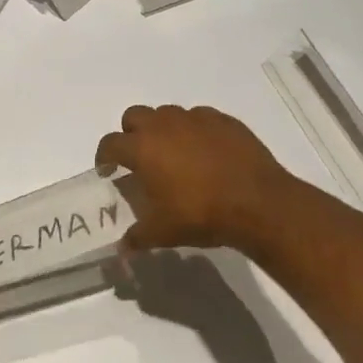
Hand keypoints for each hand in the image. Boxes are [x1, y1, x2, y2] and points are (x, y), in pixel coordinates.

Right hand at [96, 105, 293, 255]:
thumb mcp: (163, 232)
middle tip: (140, 157)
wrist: (258, 203)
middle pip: (135, 116)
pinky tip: (205, 152)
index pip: (110, 143)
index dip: (104, 156)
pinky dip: (195, 131)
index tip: (107, 169)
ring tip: (174, 154)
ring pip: (168, 114)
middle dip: (131, 133)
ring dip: (163, 129)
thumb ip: (137, 237)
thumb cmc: (201, 214)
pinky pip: (200, 118)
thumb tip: (122, 248)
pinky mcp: (224, 120)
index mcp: (142, 148)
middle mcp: (165, 125)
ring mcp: (196, 119)